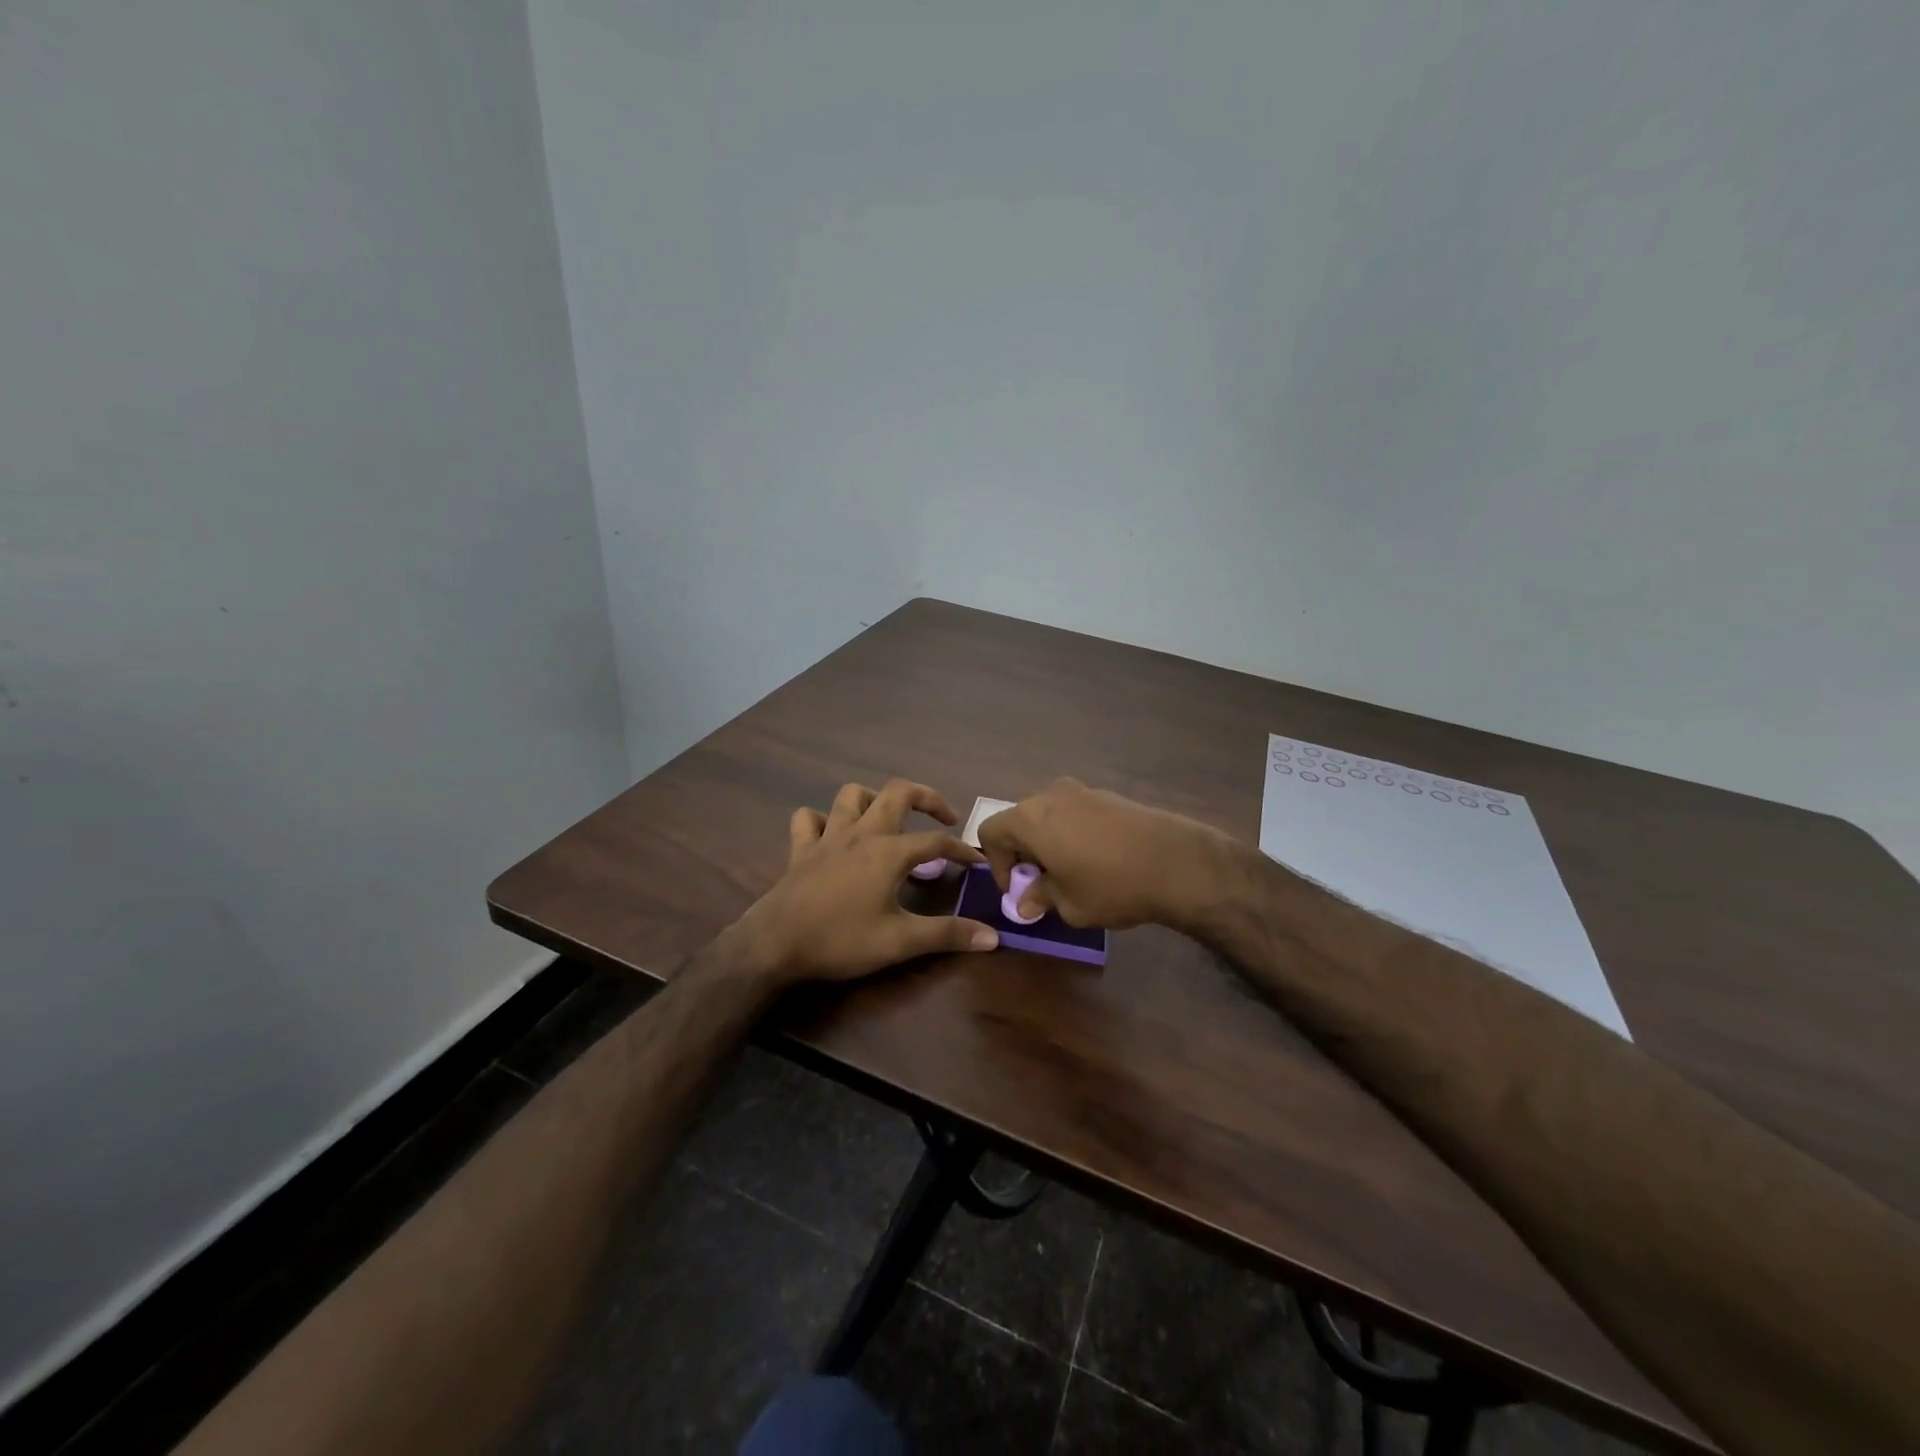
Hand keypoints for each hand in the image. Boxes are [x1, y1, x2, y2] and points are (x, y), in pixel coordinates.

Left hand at [733, 779, 999, 983]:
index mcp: (889, 851)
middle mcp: (862, 833)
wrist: (775, 944)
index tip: (978, 862)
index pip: (936, 842)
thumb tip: (993, 936)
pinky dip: (823, 820)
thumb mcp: (900, 942)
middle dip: (926, 797)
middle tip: (944, 816)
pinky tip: (832, 835)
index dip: (961, 850)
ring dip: (874, 800)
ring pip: (852, 795)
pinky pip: (809, 819)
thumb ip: (947, 935)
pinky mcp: (801, 849)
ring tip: (888, 820)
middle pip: (898, 793)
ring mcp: (828, 837)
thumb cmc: (841, 940)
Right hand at [977, 778, 1228, 929]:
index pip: (990, 832)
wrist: (1176, 862)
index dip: (996, 863)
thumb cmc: (1111, 885)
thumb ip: (1040, 898)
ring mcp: (1081, 791)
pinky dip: (1072, 833)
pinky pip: (1074, 813)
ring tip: (1071, 872)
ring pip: (1048, 815)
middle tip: (1042, 884)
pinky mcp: (1108, 795)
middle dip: (1023, 852)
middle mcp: (1050, 796)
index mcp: (1030, 818)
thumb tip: (1026, 903)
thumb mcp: (1069, 904)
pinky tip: (1097, 860)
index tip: (1019, 889)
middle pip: (1019, 820)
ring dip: (1048, 842)